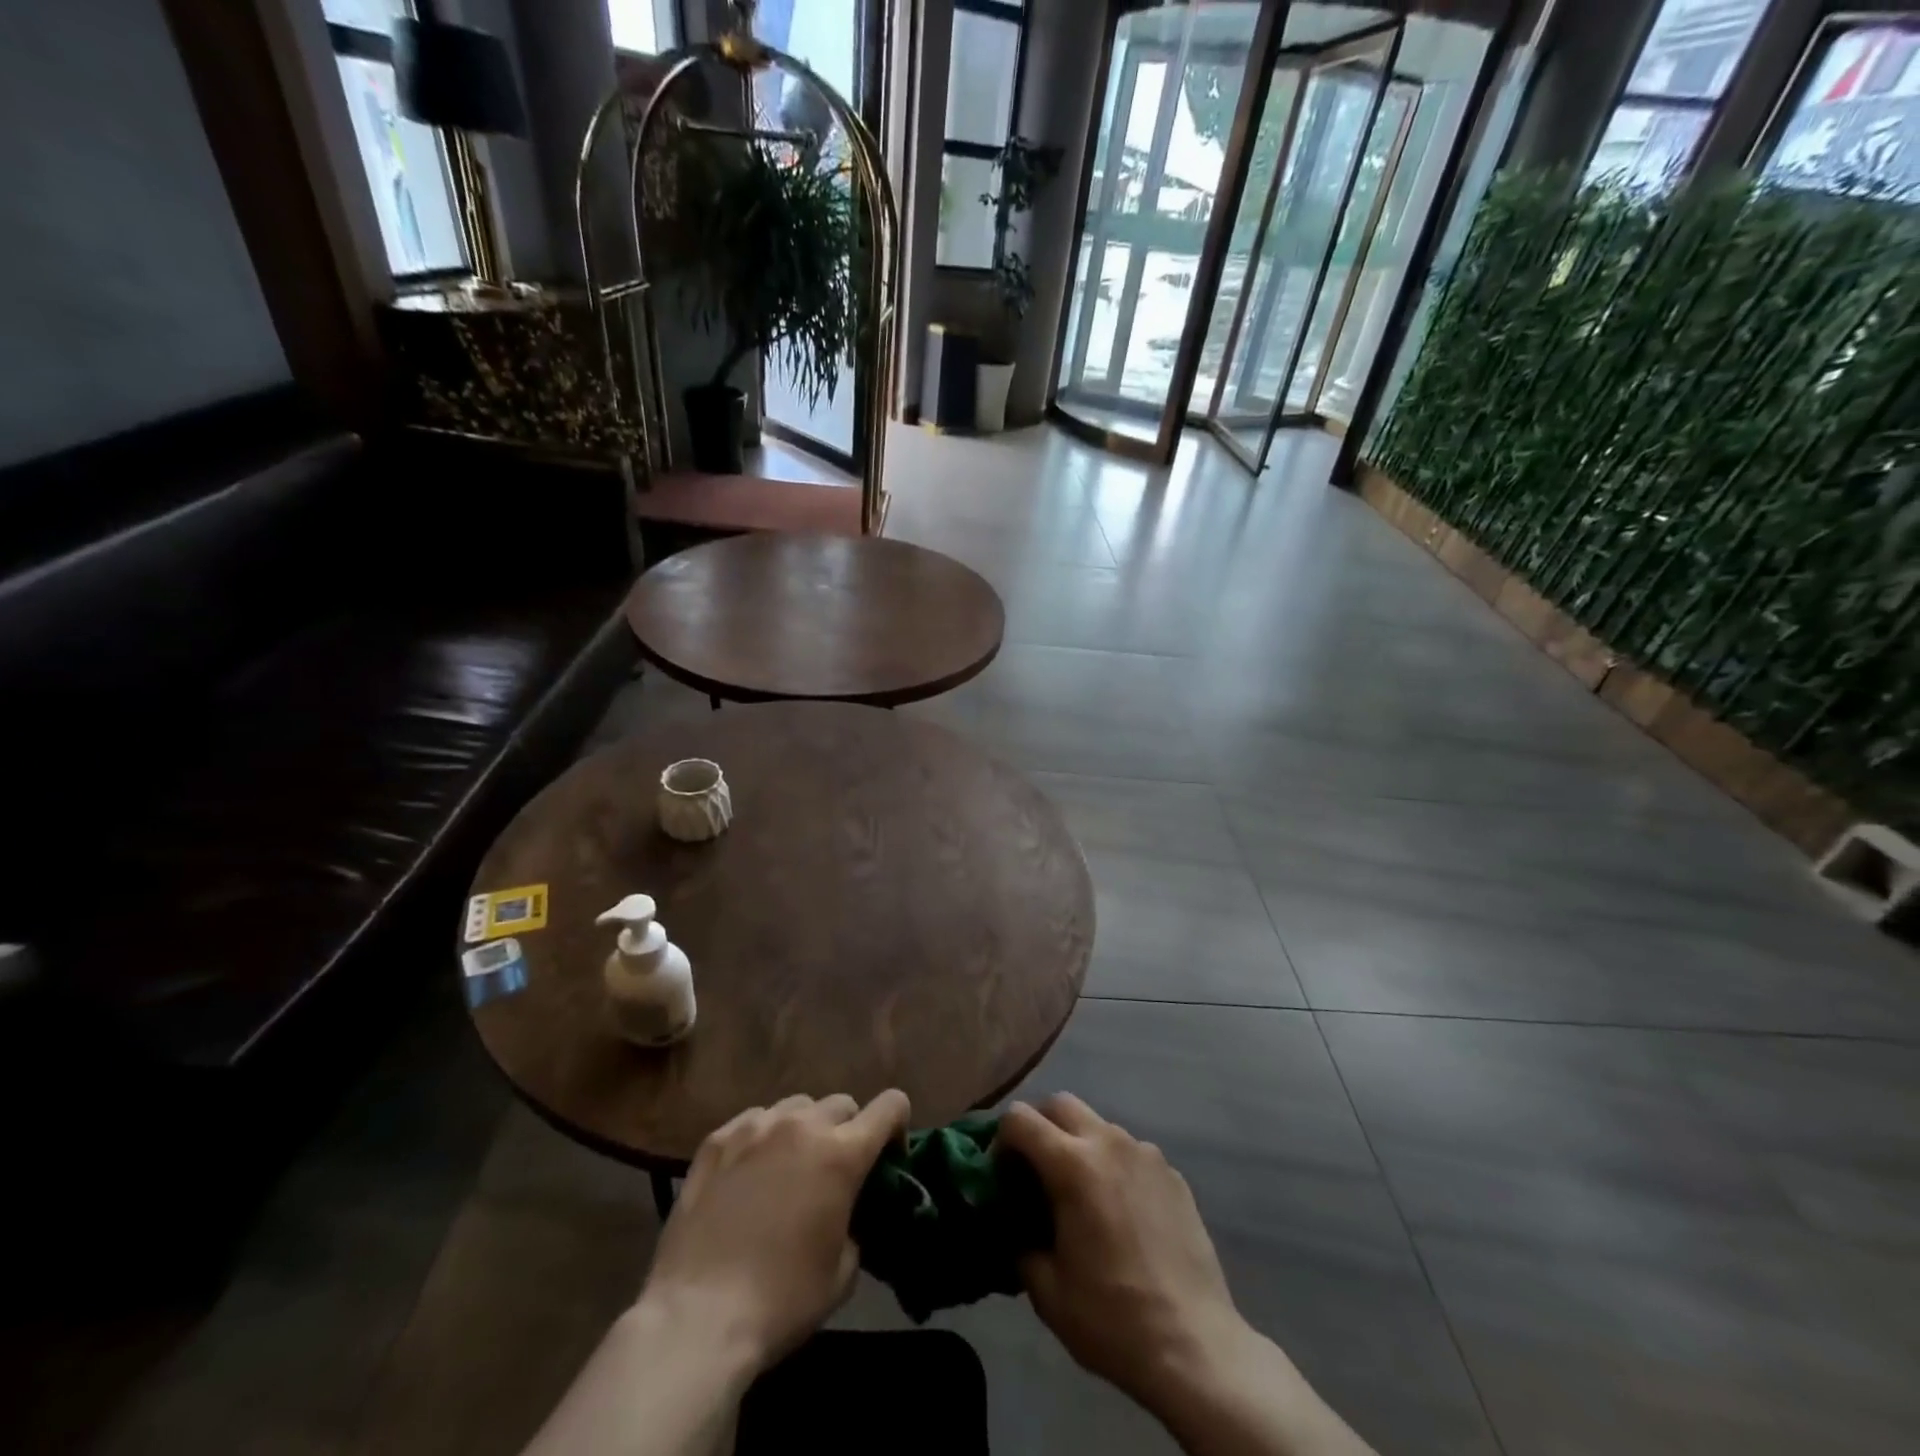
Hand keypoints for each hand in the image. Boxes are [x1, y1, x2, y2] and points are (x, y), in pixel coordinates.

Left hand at [637, 1090, 910, 1374]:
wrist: (698, 1317)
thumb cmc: (781, 1300)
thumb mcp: (842, 1272)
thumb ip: (856, 1225)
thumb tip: (847, 1213)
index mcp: (842, 1153)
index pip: (890, 1106)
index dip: (897, 1125)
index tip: (888, 1157)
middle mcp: (802, 1126)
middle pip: (842, 1103)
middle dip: (848, 1130)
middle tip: (835, 1171)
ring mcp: (756, 1127)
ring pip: (797, 1106)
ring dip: (805, 1129)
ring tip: (790, 1167)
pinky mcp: (717, 1140)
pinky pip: (754, 1120)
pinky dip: (763, 1137)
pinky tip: (750, 1172)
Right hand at [1000, 1093, 1254, 1418]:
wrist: (1195, 1346)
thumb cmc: (1112, 1318)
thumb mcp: (1047, 1290)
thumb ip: (1020, 1242)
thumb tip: (1015, 1224)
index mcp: (1073, 1164)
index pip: (1020, 1118)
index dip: (1000, 1141)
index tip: (1002, 1176)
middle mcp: (1109, 1142)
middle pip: (1060, 1103)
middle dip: (1039, 1127)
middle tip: (1034, 1172)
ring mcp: (1146, 1154)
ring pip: (1098, 1125)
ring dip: (1078, 1144)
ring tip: (1080, 1195)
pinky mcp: (1173, 1173)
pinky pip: (1130, 1152)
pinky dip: (1113, 1166)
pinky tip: (1120, 1213)